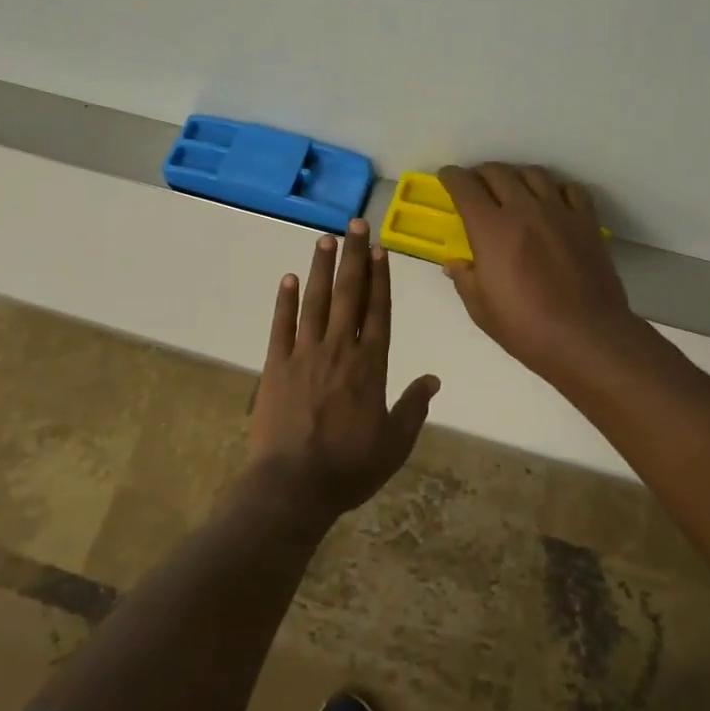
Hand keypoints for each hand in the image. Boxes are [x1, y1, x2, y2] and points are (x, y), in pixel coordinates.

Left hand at [248, 219, 439, 520]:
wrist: (293, 485)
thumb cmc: (349, 467)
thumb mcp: (395, 443)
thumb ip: (414, 408)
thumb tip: (434, 379)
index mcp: (371, 365)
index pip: (379, 310)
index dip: (380, 278)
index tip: (380, 249)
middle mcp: (339, 349)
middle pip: (348, 294)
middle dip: (354, 257)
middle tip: (355, 225)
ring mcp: (305, 354)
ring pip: (315, 301)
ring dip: (321, 268)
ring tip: (325, 239)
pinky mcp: (276, 365)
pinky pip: (282, 325)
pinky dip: (285, 300)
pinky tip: (289, 278)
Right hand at [438, 164, 643, 381]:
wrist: (587, 337)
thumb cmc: (526, 328)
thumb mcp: (481, 310)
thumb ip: (464, 279)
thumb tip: (455, 263)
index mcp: (491, 230)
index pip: (465, 187)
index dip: (452, 177)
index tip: (446, 177)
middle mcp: (524, 210)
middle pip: (498, 172)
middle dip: (480, 173)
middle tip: (475, 185)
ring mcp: (559, 212)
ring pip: (534, 174)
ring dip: (516, 176)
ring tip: (512, 189)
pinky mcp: (586, 221)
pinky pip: (570, 189)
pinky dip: (555, 189)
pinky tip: (552, 202)